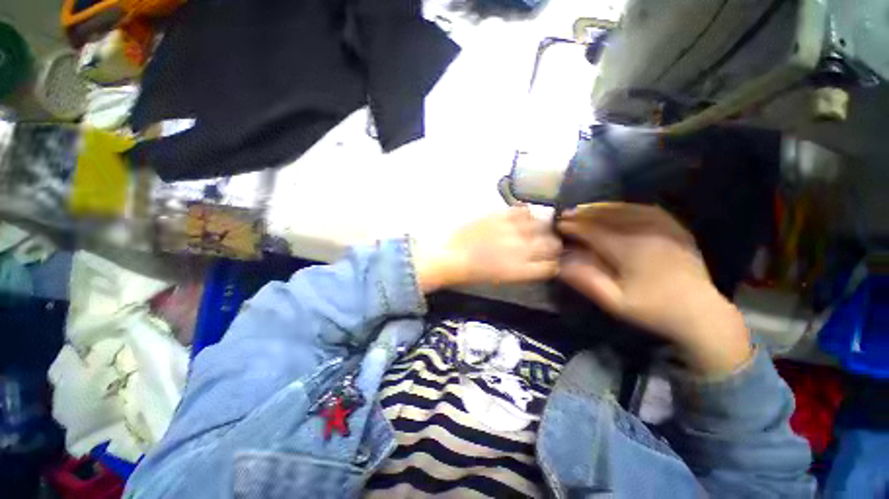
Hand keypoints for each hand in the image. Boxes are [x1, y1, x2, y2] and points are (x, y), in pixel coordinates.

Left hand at [414, 207, 561, 291]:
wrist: (450, 256)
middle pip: (552, 244)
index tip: (551, 259)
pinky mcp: (500, 215)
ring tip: (535, 229)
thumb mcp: (502, 278)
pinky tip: (522, 218)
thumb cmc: (474, 272)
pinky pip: (523, 210)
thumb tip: (539, 261)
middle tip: (546, 243)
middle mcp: (522, 249)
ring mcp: (512, 230)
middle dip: (553, 244)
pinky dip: (526, 214)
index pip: (551, 266)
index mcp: (521, 270)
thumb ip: (525, 270)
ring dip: (543, 228)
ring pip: (542, 225)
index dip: (554, 262)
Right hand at [557, 203, 751, 375]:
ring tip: (584, 209)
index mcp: (629, 250)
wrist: (701, 313)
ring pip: (625, 210)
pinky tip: (615, 208)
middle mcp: (646, 232)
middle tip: (566, 215)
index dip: (573, 226)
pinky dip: (625, 206)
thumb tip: (560, 262)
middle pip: (607, 216)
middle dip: (583, 214)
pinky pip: (646, 209)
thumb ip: (585, 280)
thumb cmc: (652, 309)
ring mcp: (663, 228)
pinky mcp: (675, 229)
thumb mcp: (614, 301)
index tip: (558, 225)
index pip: (593, 231)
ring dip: (600, 208)